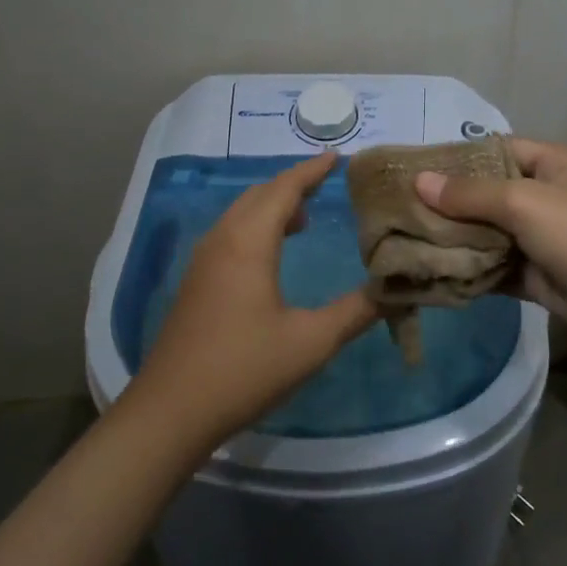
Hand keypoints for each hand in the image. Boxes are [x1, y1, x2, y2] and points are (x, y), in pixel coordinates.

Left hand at [123, 152, 379, 452]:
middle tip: (326, 183)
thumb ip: (355, 312)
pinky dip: (255, 225)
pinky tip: (271, 253)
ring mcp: (204, 260)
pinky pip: (230, 233)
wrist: (172, 409)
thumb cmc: (244, 369)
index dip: (311, 171)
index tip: (337, 157)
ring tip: (304, 217)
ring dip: (271, 205)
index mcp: (248, 242)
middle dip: (292, 184)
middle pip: (258, 194)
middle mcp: (222, 239)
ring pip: (240, 213)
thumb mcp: (310, 342)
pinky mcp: (196, 281)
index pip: (284, 190)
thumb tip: (394, 289)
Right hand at [414, 138, 566, 353]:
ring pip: (491, 233)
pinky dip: (472, 270)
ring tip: (408, 239)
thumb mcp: (526, 203)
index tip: (417, 169)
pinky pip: (498, 267)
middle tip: (403, 208)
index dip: (460, 158)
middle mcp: (551, 197)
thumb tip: (419, 181)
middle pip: (491, 193)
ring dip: (458, 239)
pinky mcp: (541, 277)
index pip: (500, 150)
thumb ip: (470, 194)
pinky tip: (435, 271)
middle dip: (451, 202)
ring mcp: (546, 240)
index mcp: (557, 165)